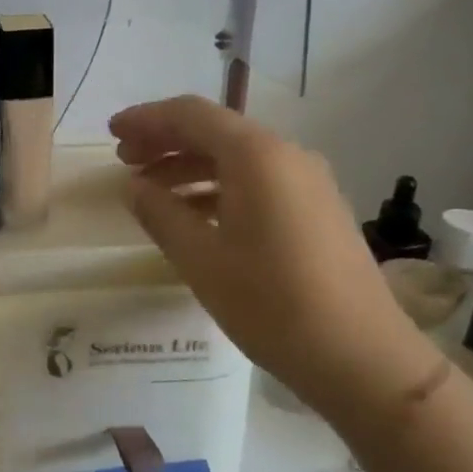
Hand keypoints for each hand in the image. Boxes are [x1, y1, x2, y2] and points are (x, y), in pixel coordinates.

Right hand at [110, 95, 441, 423]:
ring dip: (190, 166)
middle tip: (124, 160)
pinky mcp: (317, 209)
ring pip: (237, 158)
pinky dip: (219, 187)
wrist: (361, 356)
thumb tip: (134, 187)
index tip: (112, 133)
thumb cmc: (271, 304)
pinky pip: (258, 182)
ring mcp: (308, 182)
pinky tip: (195, 214)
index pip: (191, 115)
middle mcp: (286, 155)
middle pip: (216, 131)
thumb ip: (160, 214)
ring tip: (151, 190)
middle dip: (166, 141)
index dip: (147, 119)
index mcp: (257, 156)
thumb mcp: (201, 259)